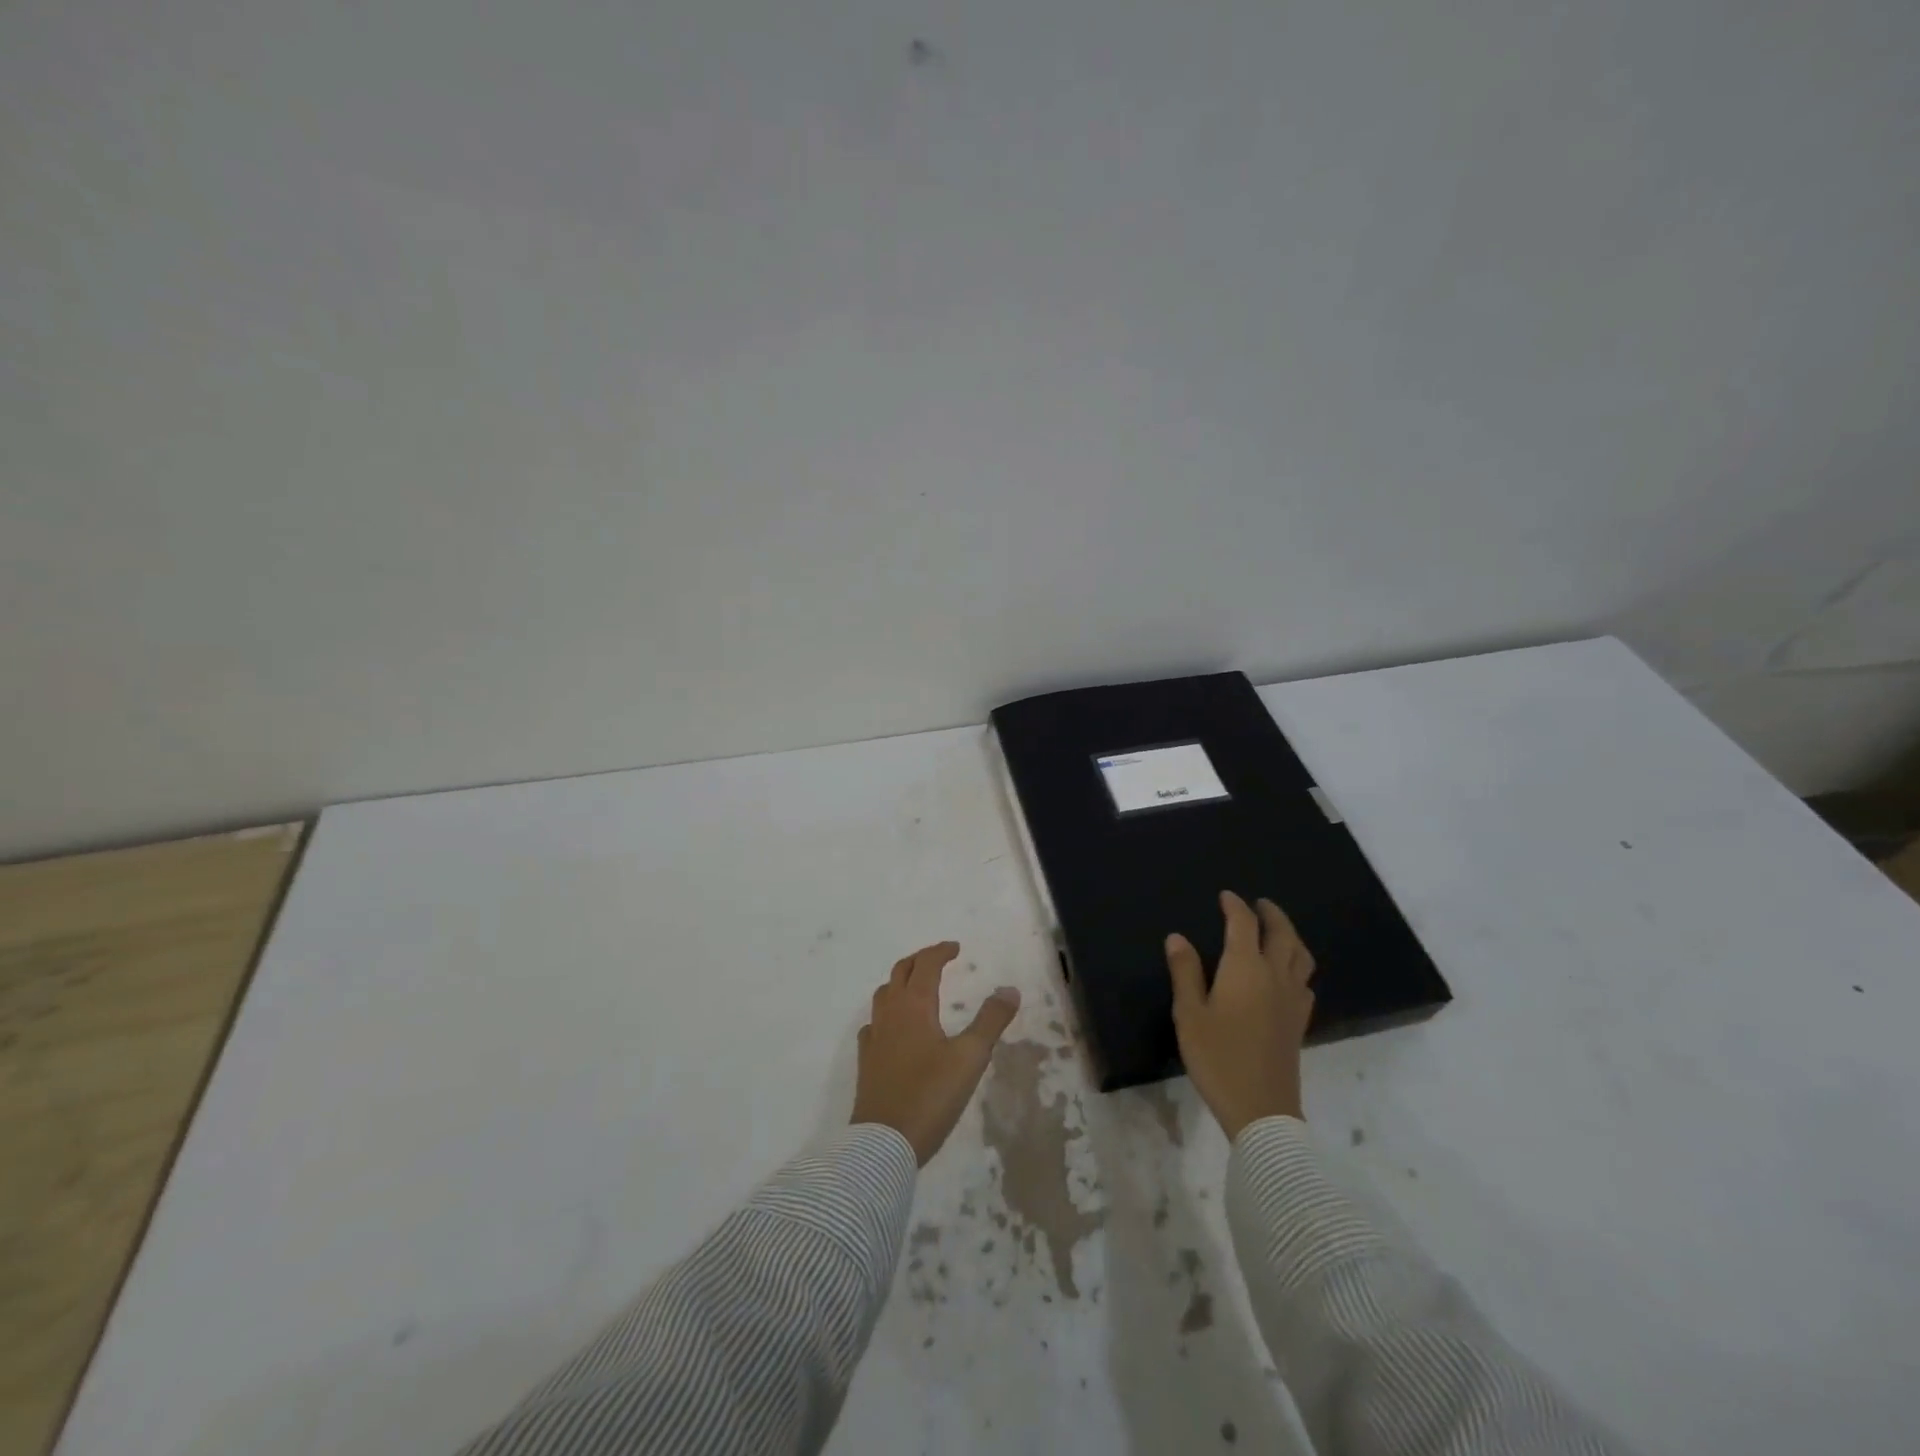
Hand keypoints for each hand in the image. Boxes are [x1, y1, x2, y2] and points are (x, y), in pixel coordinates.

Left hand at [851, 941, 1021, 1165]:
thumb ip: (990, 1021)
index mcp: (914, 1005)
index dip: (940, 952)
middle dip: (920, 961)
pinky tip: (894, 1028)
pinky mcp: (866, 1060)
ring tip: (917, 987)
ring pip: (884, 994)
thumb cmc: (931, 1095)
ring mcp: (874, 1036)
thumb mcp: (970, 1057)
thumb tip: (1009, 989)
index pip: (926, 965)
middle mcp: (890, 1013)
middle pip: (901, 972)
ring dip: (901, 982)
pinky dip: (887, 1013)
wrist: (884, 1142)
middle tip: (938, 959)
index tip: (956, 948)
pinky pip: (874, 1023)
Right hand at [1166, 891, 1315, 1139]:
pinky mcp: (1300, 1022)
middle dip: (1271, 914)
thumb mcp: (1189, 1014)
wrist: (1260, 1108)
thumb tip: (1177, 937)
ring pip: (1301, 956)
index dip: (1235, 906)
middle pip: (1282, 934)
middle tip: (1259, 904)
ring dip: (1290, 936)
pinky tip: (1286, 975)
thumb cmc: (1217, 1057)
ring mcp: (1292, 1000)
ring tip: (1277, 932)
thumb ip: (1185, 972)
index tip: (1226, 896)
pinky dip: (1296, 965)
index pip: (1243, 925)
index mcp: (1245, 968)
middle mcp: (1275, 976)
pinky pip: (1305, 981)